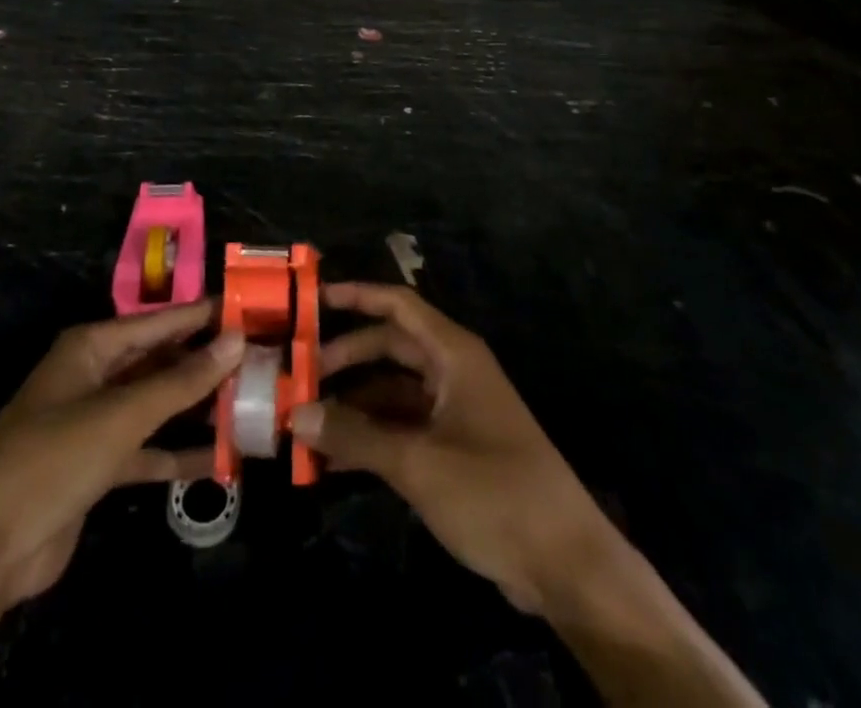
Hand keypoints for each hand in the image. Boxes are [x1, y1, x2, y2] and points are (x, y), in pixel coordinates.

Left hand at [0, 300, 243, 604]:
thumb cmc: (52, 459)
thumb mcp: (122, 415)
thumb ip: (182, 380)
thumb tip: (237, 339)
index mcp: (93, 347)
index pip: (161, 320)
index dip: (205, 315)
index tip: (253, 309)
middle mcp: (96, 375)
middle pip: (161, 360)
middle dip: (207, 363)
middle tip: (262, 360)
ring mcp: (96, 422)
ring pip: (158, 404)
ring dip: (198, 408)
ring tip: (253, 403)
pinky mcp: (98, 466)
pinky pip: (148, 449)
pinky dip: (179, 452)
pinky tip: (223, 459)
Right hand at [291, 282, 611, 613]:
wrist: (565, 563)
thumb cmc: (494, 492)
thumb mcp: (418, 463)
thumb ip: (355, 436)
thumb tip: (296, 413)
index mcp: (453, 354)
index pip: (399, 306)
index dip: (357, 296)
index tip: (312, 301)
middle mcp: (453, 372)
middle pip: (390, 347)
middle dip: (346, 358)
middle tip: (299, 376)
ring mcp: (455, 411)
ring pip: (393, 391)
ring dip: (354, 405)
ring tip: (306, 422)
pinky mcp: (455, 448)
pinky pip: (403, 427)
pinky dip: (371, 437)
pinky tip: (334, 459)